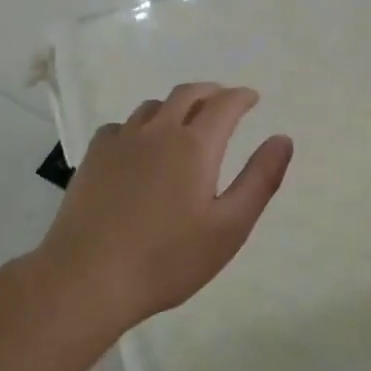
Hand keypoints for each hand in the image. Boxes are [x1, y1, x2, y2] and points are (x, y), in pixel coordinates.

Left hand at [34, 83, 293, 330]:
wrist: (87, 277)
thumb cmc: (167, 259)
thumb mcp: (229, 227)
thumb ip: (259, 179)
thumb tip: (282, 139)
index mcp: (195, 145)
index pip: (224, 104)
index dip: (241, 97)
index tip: (252, 98)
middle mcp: (158, 131)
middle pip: (187, 94)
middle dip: (211, 92)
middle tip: (223, 101)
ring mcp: (120, 141)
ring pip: (153, 107)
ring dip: (175, 106)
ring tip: (184, 122)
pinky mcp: (93, 157)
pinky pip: (122, 126)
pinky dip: (140, 127)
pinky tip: (139, 147)